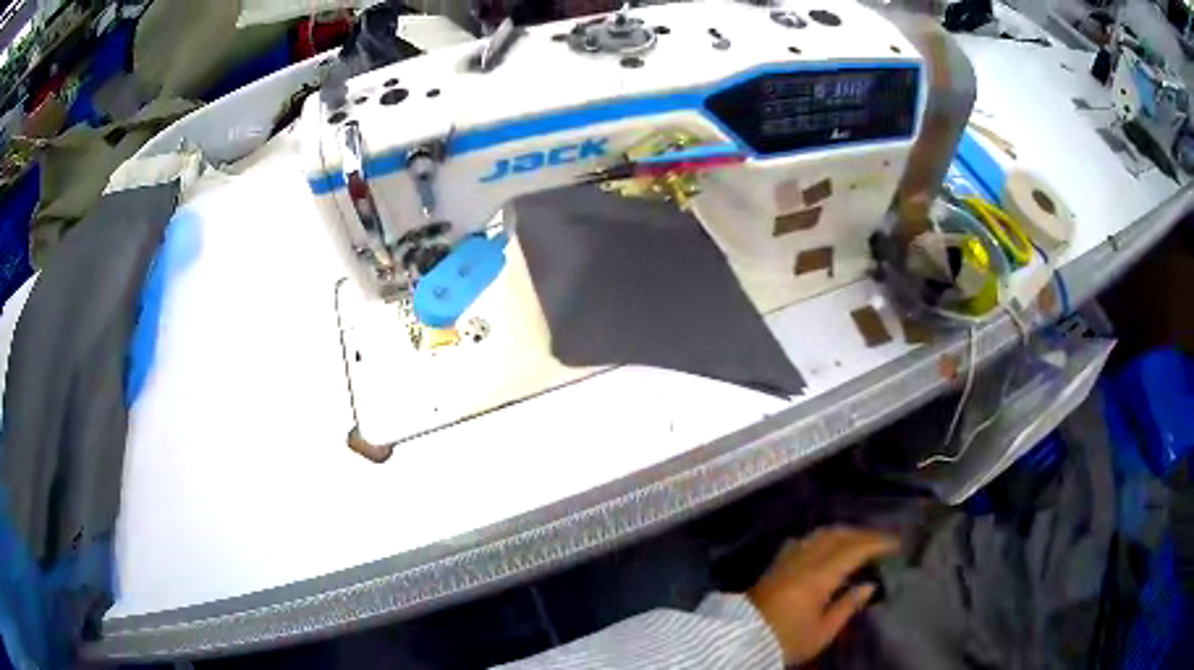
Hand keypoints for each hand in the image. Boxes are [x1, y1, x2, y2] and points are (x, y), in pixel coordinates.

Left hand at [747, 527, 898, 666]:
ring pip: (819, 535)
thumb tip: (869, 585)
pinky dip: (821, 538)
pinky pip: (803, 541)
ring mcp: (787, 560)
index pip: (854, 549)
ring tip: (859, 540)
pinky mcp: (775, 565)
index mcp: (819, 576)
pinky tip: (826, 545)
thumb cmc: (786, 640)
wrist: (741, 641)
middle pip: (837, 536)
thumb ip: (847, 606)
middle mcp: (803, 560)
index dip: (878, 543)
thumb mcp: (822, 631)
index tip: (896, 543)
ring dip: (843, 533)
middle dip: (862, 534)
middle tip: (881, 540)